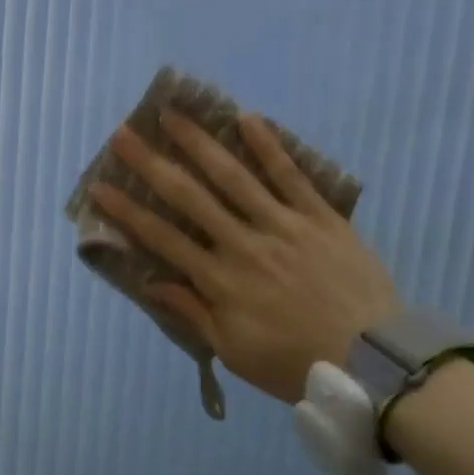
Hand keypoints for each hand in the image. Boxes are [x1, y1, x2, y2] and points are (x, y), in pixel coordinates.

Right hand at [88, 110, 398, 403]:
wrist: (374, 362)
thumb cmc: (295, 361)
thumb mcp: (234, 350)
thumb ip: (193, 312)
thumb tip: (151, 282)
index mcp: (220, 280)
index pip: (162, 238)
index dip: (127, 211)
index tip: (99, 187)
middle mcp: (244, 243)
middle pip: (189, 196)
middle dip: (151, 163)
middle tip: (123, 134)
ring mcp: (284, 225)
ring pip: (234, 176)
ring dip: (199, 142)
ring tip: (172, 112)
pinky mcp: (321, 217)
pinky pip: (292, 176)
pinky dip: (270, 146)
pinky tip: (248, 118)